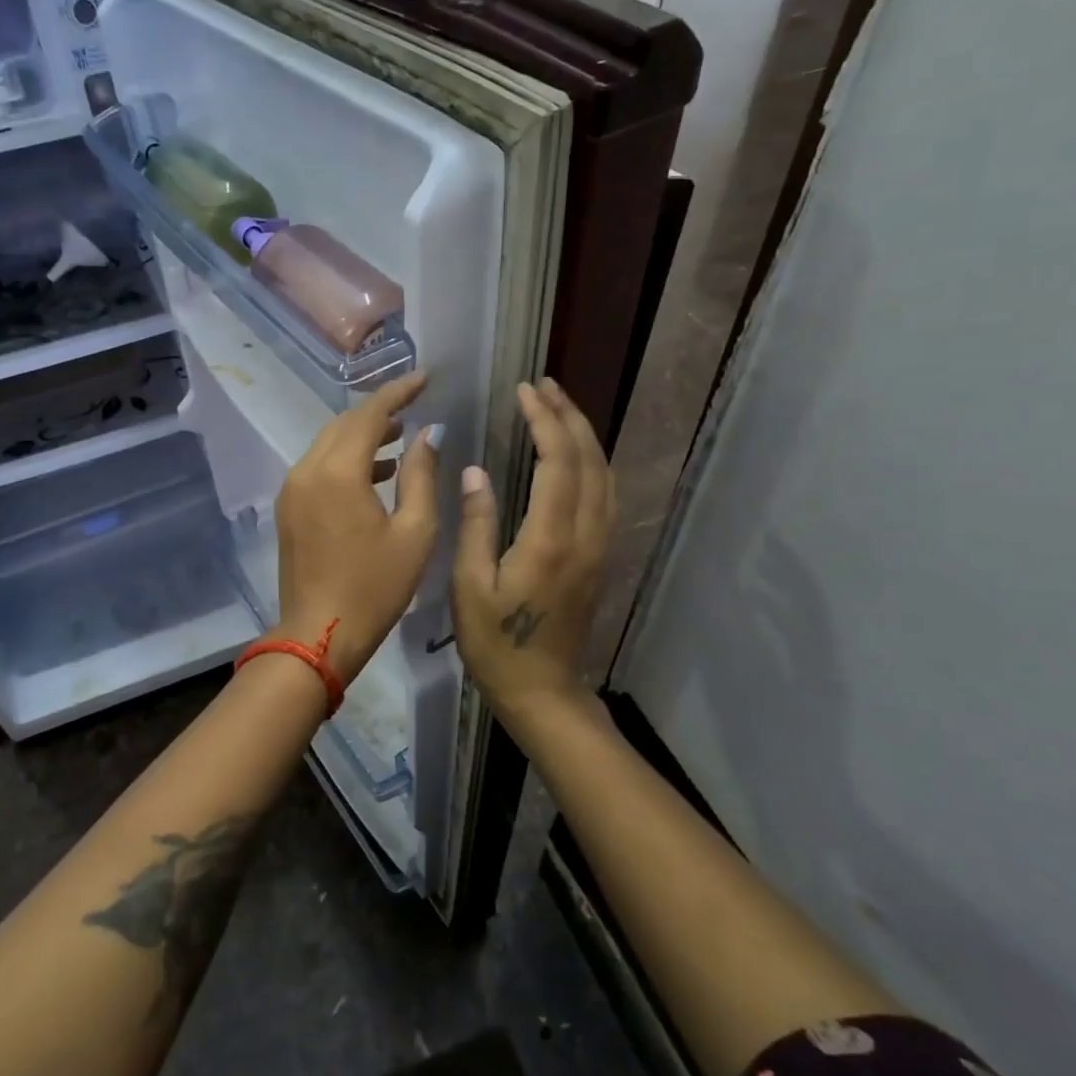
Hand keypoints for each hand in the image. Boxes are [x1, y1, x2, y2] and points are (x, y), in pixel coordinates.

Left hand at [273, 371, 440, 684]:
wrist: (319, 635)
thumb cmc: (375, 588)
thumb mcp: (414, 533)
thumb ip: (421, 476)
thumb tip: (428, 434)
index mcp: (338, 472)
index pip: (368, 414)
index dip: (398, 392)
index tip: (425, 378)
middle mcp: (307, 471)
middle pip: (343, 425)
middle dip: (378, 412)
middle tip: (414, 407)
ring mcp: (292, 490)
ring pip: (327, 445)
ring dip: (361, 436)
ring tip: (400, 439)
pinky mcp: (288, 509)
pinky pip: (318, 468)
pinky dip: (346, 461)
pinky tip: (374, 474)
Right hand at [452, 378, 613, 728]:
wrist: (543, 690)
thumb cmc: (496, 643)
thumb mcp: (470, 587)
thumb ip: (476, 525)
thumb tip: (476, 471)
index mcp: (550, 539)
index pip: (557, 461)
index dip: (544, 420)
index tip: (524, 391)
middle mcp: (585, 535)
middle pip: (589, 459)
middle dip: (568, 415)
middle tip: (543, 385)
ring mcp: (599, 546)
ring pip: (604, 475)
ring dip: (583, 435)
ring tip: (558, 407)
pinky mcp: (600, 557)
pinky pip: (604, 495)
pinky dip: (592, 462)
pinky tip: (574, 455)